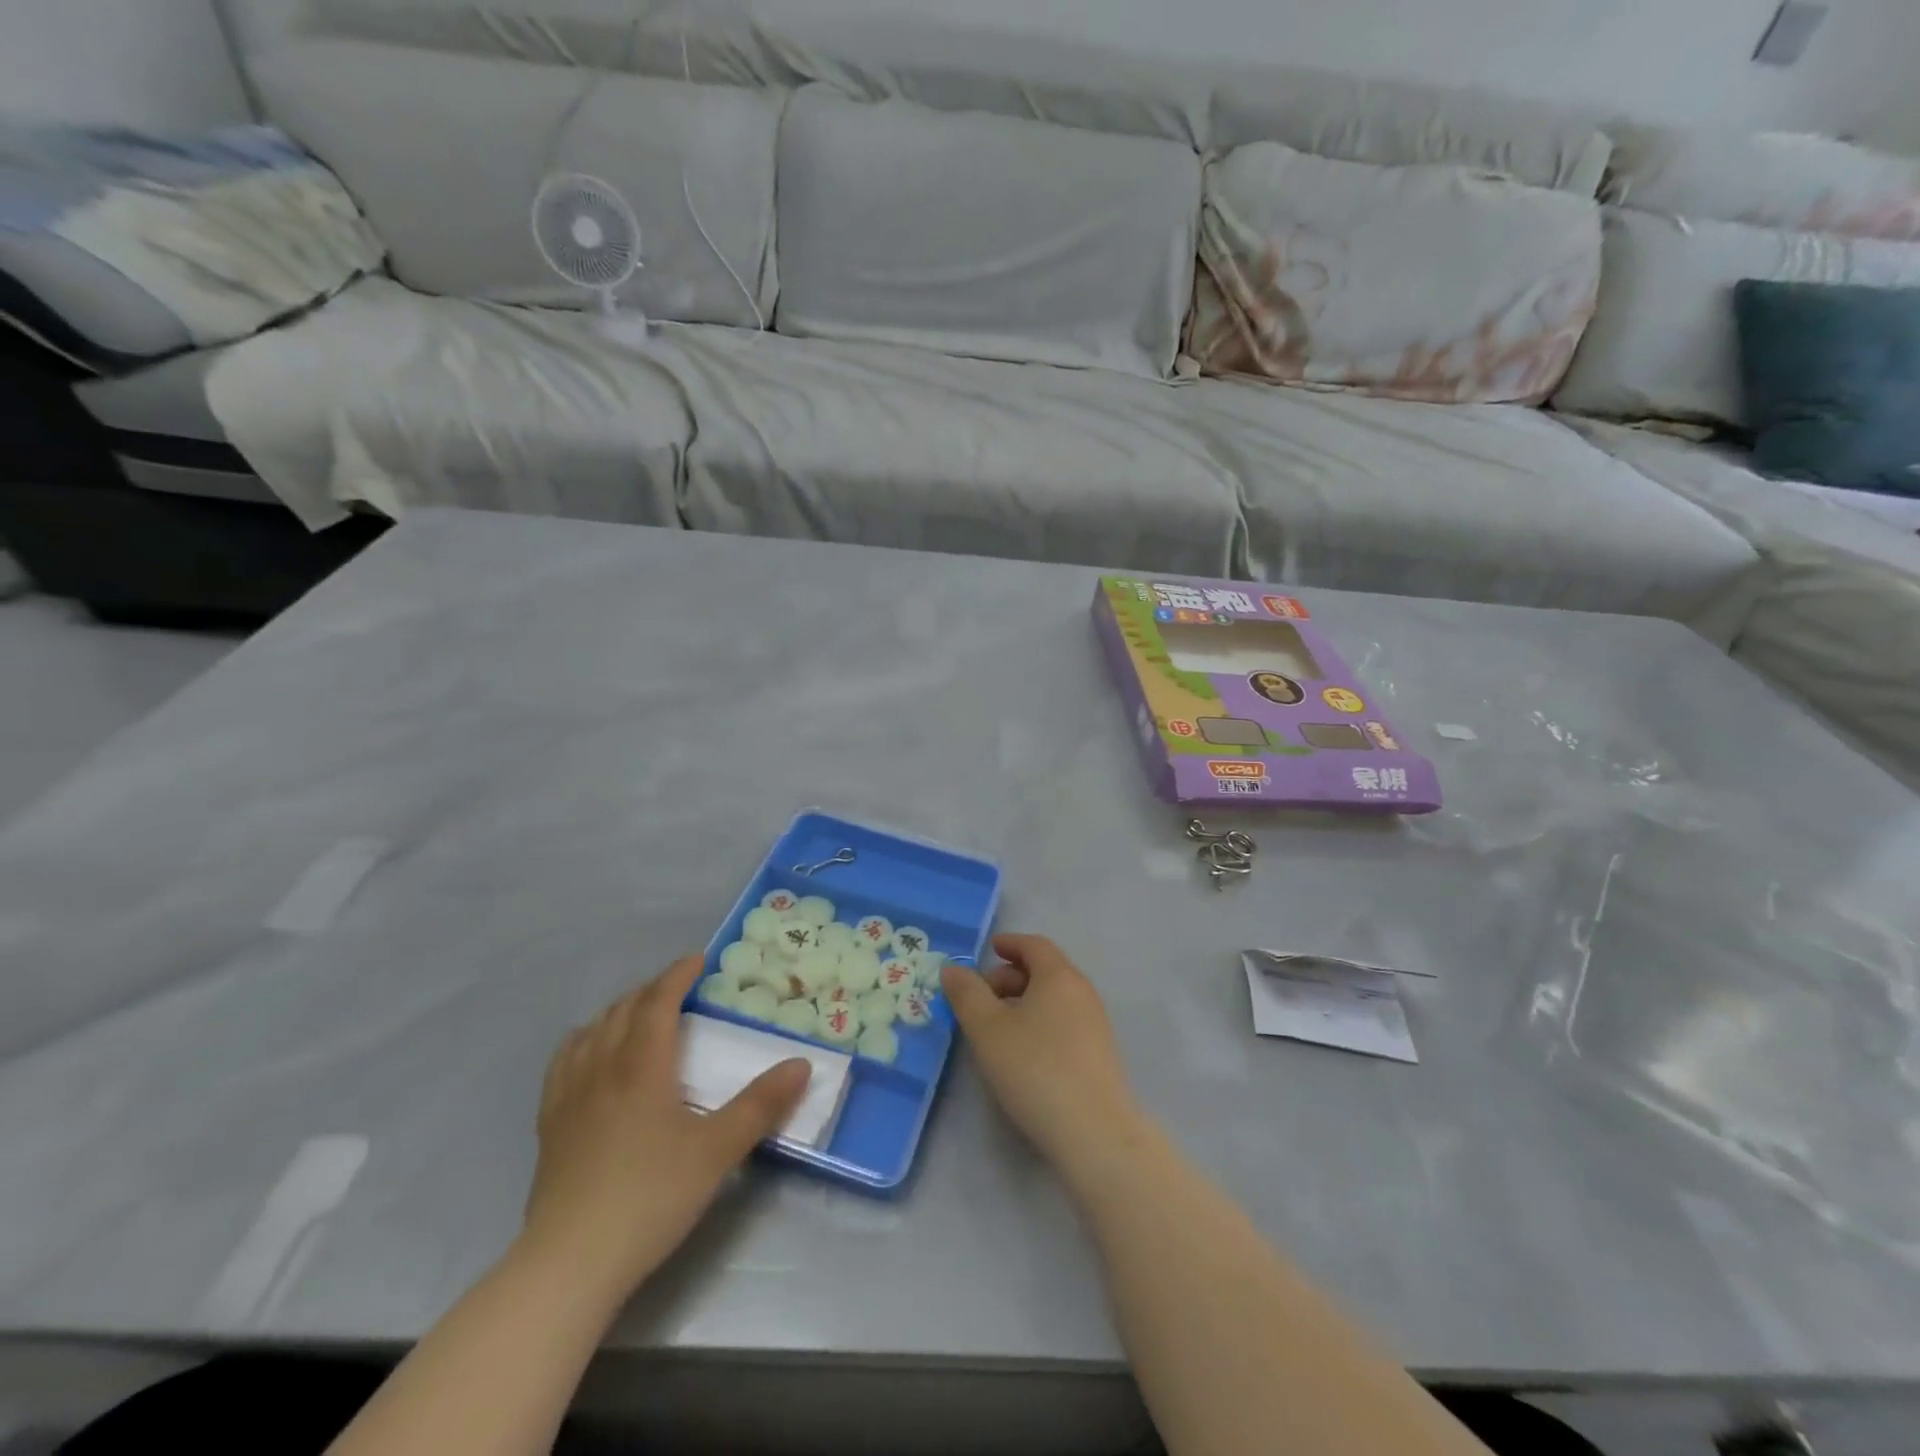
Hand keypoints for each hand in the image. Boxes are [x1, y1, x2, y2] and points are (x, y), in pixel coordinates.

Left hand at [520, 955, 810, 1298]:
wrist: (570, 1264)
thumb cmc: (650, 1197)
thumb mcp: (717, 1150)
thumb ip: (761, 1105)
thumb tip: (802, 1064)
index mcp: (641, 1066)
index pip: (658, 1002)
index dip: (678, 975)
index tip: (699, 959)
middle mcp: (601, 1069)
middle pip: (623, 1010)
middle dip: (652, 989)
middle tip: (679, 987)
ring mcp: (568, 1097)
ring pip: (591, 1031)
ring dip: (618, 1010)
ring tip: (638, 1013)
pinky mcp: (549, 1126)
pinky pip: (564, 1062)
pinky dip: (583, 1040)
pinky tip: (589, 1055)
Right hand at [941, 934, 1144, 1186]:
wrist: (1093, 1131)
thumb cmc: (1035, 1068)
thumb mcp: (987, 1029)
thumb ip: (967, 994)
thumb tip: (953, 969)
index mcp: (1059, 976)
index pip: (1035, 945)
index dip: (1010, 943)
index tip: (990, 949)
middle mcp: (1082, 992)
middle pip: (1046, 970)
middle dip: (1011, 976)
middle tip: (982, 996)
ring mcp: (1096, 1024)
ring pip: (1055, 998)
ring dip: (1025, 1002)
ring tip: (997, 1027)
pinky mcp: (1099, 1054)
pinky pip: (1064, 1022)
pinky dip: (1040, 1022)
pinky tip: (1023, 1052)